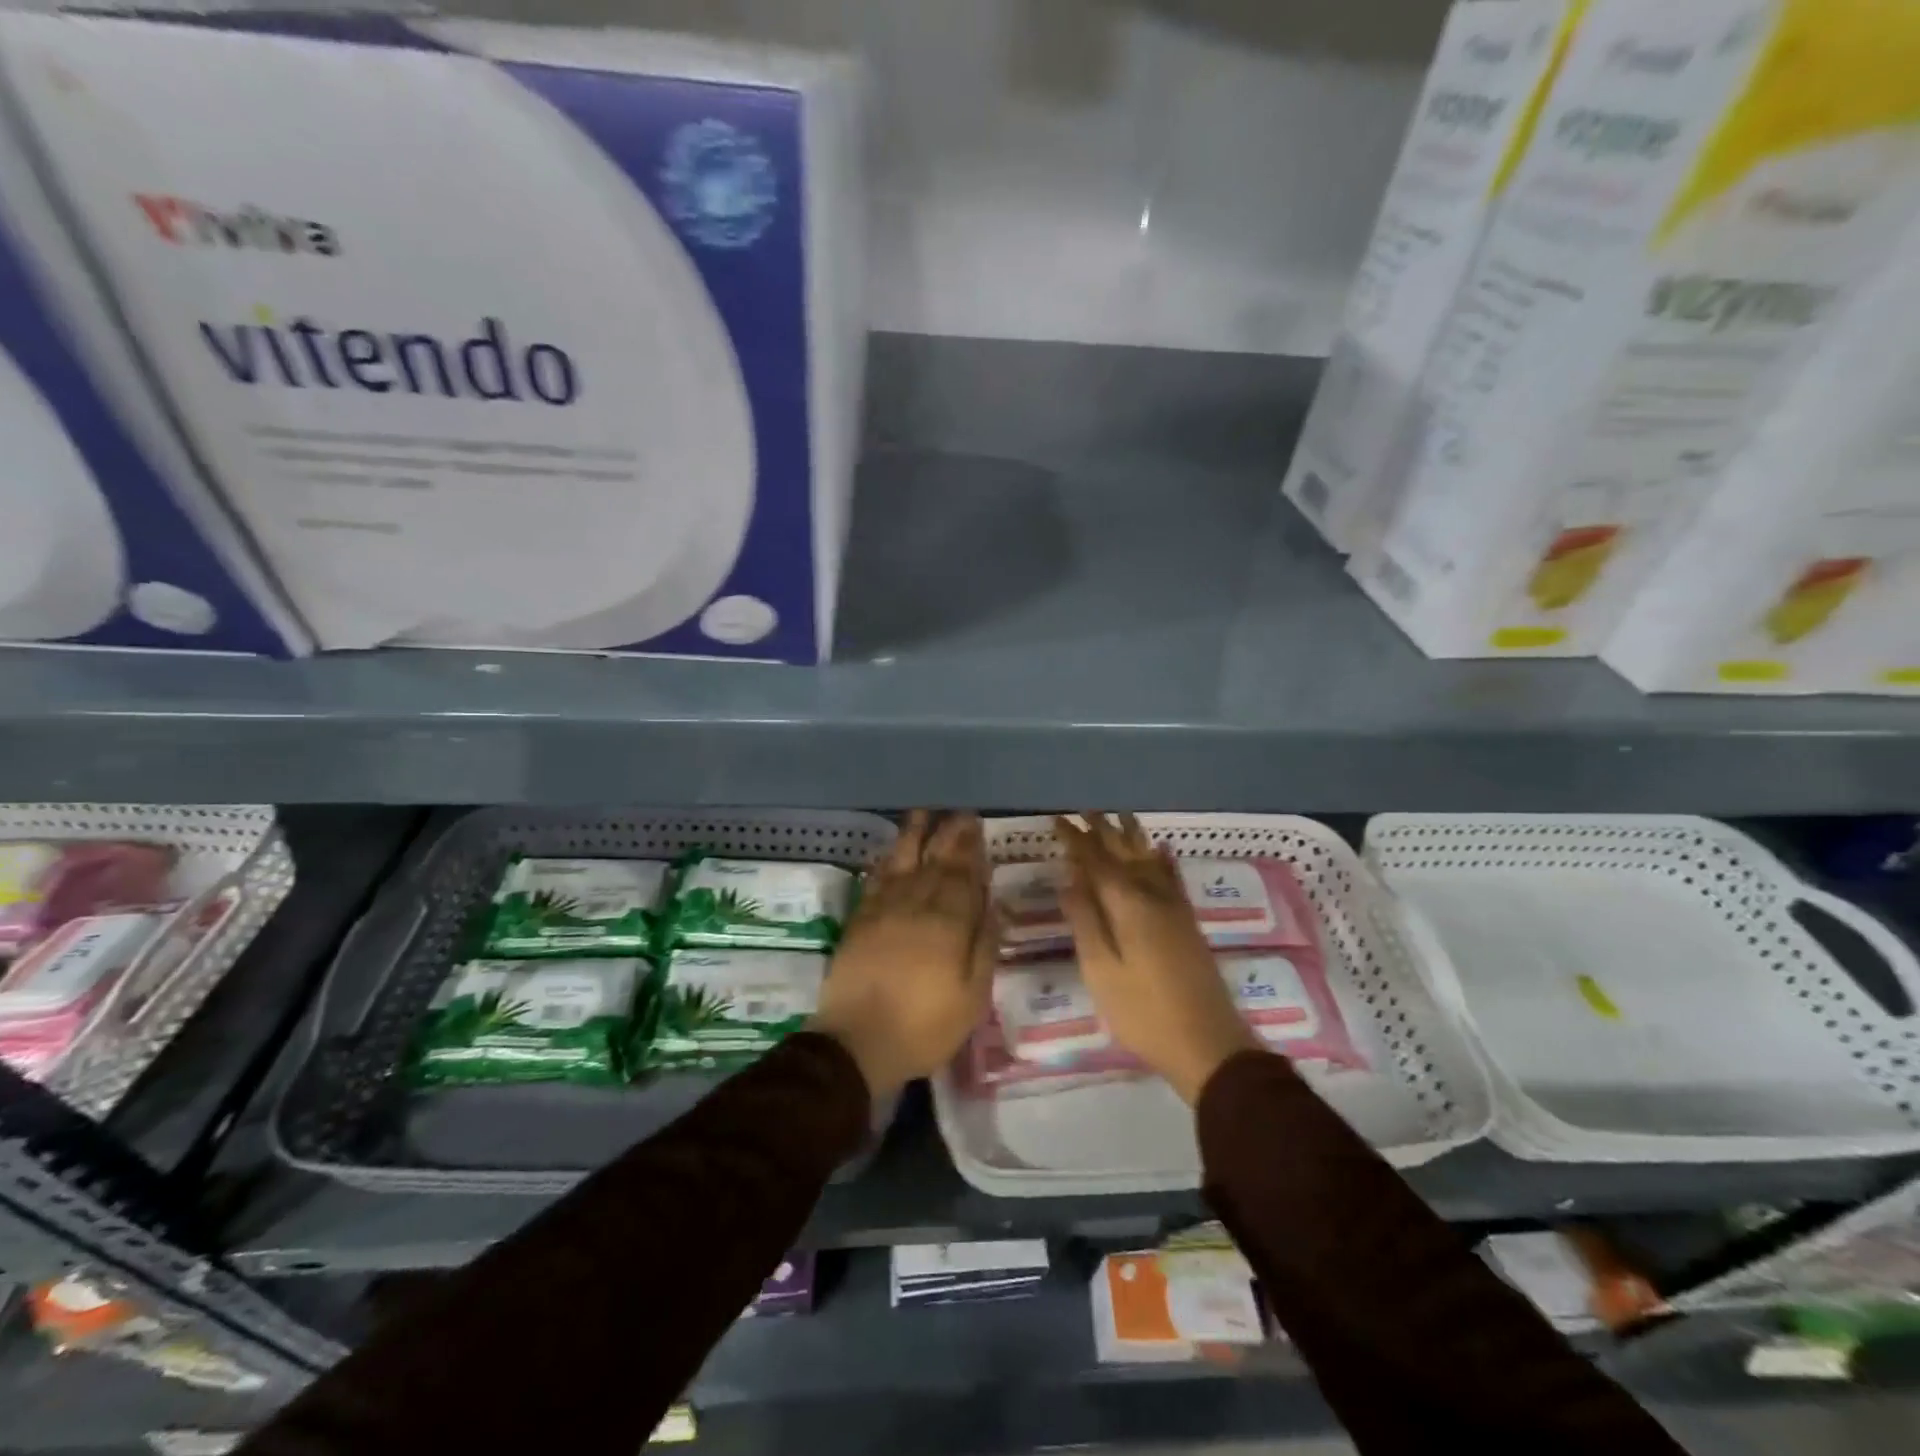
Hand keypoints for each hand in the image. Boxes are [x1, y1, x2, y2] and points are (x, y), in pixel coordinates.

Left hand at [809, 811, 994, 1100]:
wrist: (856, 1043)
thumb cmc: (924, 1027)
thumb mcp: (972, 997)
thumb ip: (985, 946)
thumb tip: (995, 904)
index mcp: (949, 924)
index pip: (964, 877)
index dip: (972, 850)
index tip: (977, 826)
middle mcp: (917, 905)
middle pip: (937, 862)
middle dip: (950, 835)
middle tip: (960, 814)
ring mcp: (885, 909)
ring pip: (904, 861)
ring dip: (915, 835)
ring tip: (924, 813)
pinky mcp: (860, 919)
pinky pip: (877, 879)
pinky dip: (887, 860)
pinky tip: (893, 850)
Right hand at [1056, 813, 1258, 1104]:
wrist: (1209, 1043)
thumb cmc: (1144, 1012)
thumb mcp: (1101, 971)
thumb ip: (1085, 921)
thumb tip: (1069, 879)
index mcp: (1127, 904)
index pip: (1095, 860)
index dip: (1075, 839)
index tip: (1058, 819)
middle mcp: (1153, 895)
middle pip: (1124, 852)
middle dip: (1102, 830)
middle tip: (1083, 810)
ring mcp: (1175, 907)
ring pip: (1149, 858)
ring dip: (1131, 836)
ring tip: (1118, 816)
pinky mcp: (1188, 922)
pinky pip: (1172, 876)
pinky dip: (1162, 858)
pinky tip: (1160, 849)